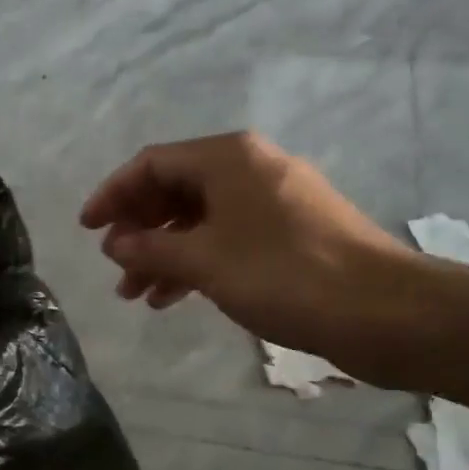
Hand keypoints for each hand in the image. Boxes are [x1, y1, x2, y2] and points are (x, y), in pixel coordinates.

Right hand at [81, 131, 430, 386]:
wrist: (381, 310)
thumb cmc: (284, 275)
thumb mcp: (204, 262)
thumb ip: (151, 249)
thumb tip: (114, 242)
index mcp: (228, 159)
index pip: (152, 164)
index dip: (113, 194)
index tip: (87, 230)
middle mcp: (249, 169)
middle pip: (175, 189)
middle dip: (139, 229)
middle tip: (114, 266)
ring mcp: (272, 201)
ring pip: (200, 219)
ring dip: (163, 253)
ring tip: (136, 294)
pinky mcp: (288, 234)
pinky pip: (226, 238)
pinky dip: (196, 262)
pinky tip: (174, 296)